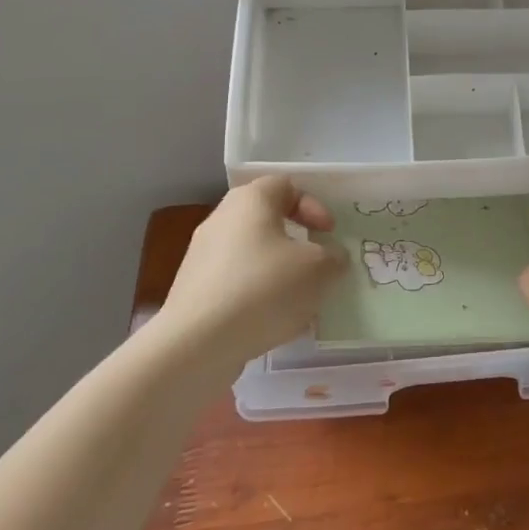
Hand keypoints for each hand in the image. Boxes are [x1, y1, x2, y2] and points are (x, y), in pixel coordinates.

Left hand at [157, 176, 347, 367]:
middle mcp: (222, 220)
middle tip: (318, 266)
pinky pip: (237, 286)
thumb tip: (331, 258)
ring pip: (254, 258)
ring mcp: (203, 257)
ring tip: (302, 305)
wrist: (197, 344)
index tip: (329, 234)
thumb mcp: (318, 269)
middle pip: (268, 222)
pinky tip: (276, 327)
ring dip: (281, 276)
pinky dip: (259, 299)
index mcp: (250, 201)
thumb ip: (334, 257)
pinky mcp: (195, 292)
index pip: (286, 185)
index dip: (313, 206)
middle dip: (298, 245)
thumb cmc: (264, 288)